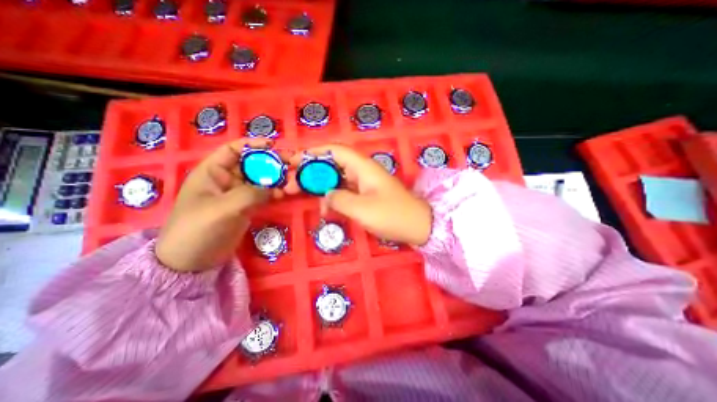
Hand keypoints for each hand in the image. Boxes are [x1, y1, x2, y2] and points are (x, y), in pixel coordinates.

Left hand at [156, 139, 284, 272]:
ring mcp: (238, 194)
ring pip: (261, 179)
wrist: (192, 261)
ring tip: (294, 178)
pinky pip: (264, 194)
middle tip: (292, 163)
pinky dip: (276, 192)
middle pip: (253, 164)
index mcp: (213, 172)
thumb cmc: (198, 229)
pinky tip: (286, 193)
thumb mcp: (223, 209)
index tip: (274, 145)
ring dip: (277, 178)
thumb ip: (251, 194)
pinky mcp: (247, 206)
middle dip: (272, 162)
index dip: (253, 144)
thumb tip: (276, 188)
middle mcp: (227, 179)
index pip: (233, 150)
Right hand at [286, 144, 430, 244]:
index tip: (293, 161)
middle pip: (331, 164)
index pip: (334, 151)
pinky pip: (343, 190)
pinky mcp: (365, 195)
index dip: (312, 153)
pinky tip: (324, 208)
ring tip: (297, 193)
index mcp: (363, 167)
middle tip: (289, 182)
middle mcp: (362, 171)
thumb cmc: (392, 215)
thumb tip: (326, 195)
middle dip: (309, 171)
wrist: (418, 226)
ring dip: (317, 184)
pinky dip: (331, 197)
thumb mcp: (362, 209)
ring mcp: (364, 183)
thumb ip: (339, 199)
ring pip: (335, 178)